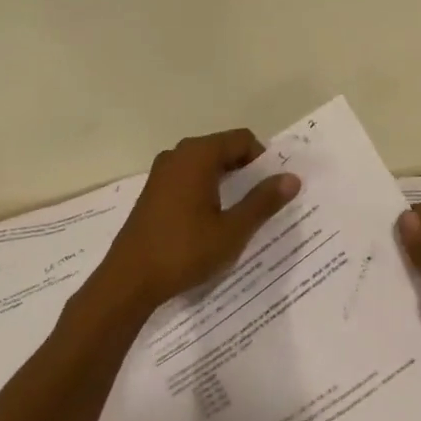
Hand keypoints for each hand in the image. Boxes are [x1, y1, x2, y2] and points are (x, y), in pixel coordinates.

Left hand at [100, 129, 299, 308]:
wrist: (129, 280)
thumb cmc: (184, 251)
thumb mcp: (233, 230)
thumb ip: (263, 201)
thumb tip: (291, 178)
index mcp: (198, 155)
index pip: (242, 140)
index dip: (263, 159)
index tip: (274, 187)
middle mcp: (178, 154)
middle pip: (223, 149)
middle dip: (246, 170)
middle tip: (263, 201)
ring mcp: (161, 172)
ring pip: (205, 165)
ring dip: (227, 181)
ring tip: (242, 213)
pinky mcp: (153, 191)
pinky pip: (189, 178)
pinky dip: (207, 190)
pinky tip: (213, 220)